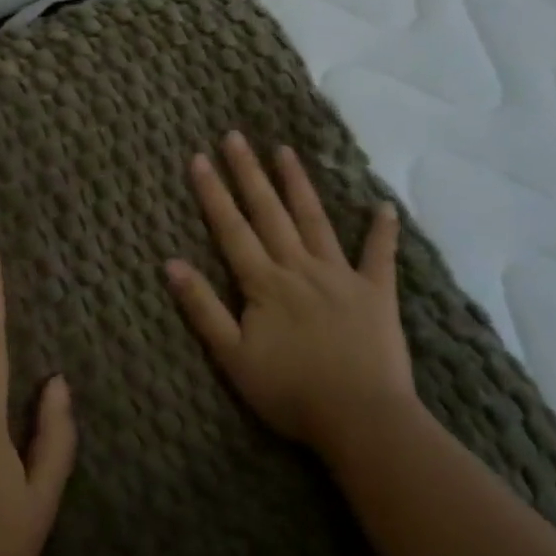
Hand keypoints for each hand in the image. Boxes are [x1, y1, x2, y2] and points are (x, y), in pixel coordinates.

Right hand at [165, 131, 414, 458]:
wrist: (361, 419)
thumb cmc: (291, 392)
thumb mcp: (233, 357)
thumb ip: (203, 308)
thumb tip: (171, 264)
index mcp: (264, 283)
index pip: (231, 229)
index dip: (213, 193)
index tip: (198, 158)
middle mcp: (299, 267)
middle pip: (269, 212)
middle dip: (249, 173)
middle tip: (236, 136)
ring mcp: (340, 275)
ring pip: (314, 220)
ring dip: (298, 184)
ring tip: (285, 150)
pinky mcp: (376, 293)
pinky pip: (379, 256)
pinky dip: (382, 231)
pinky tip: (384, 206)